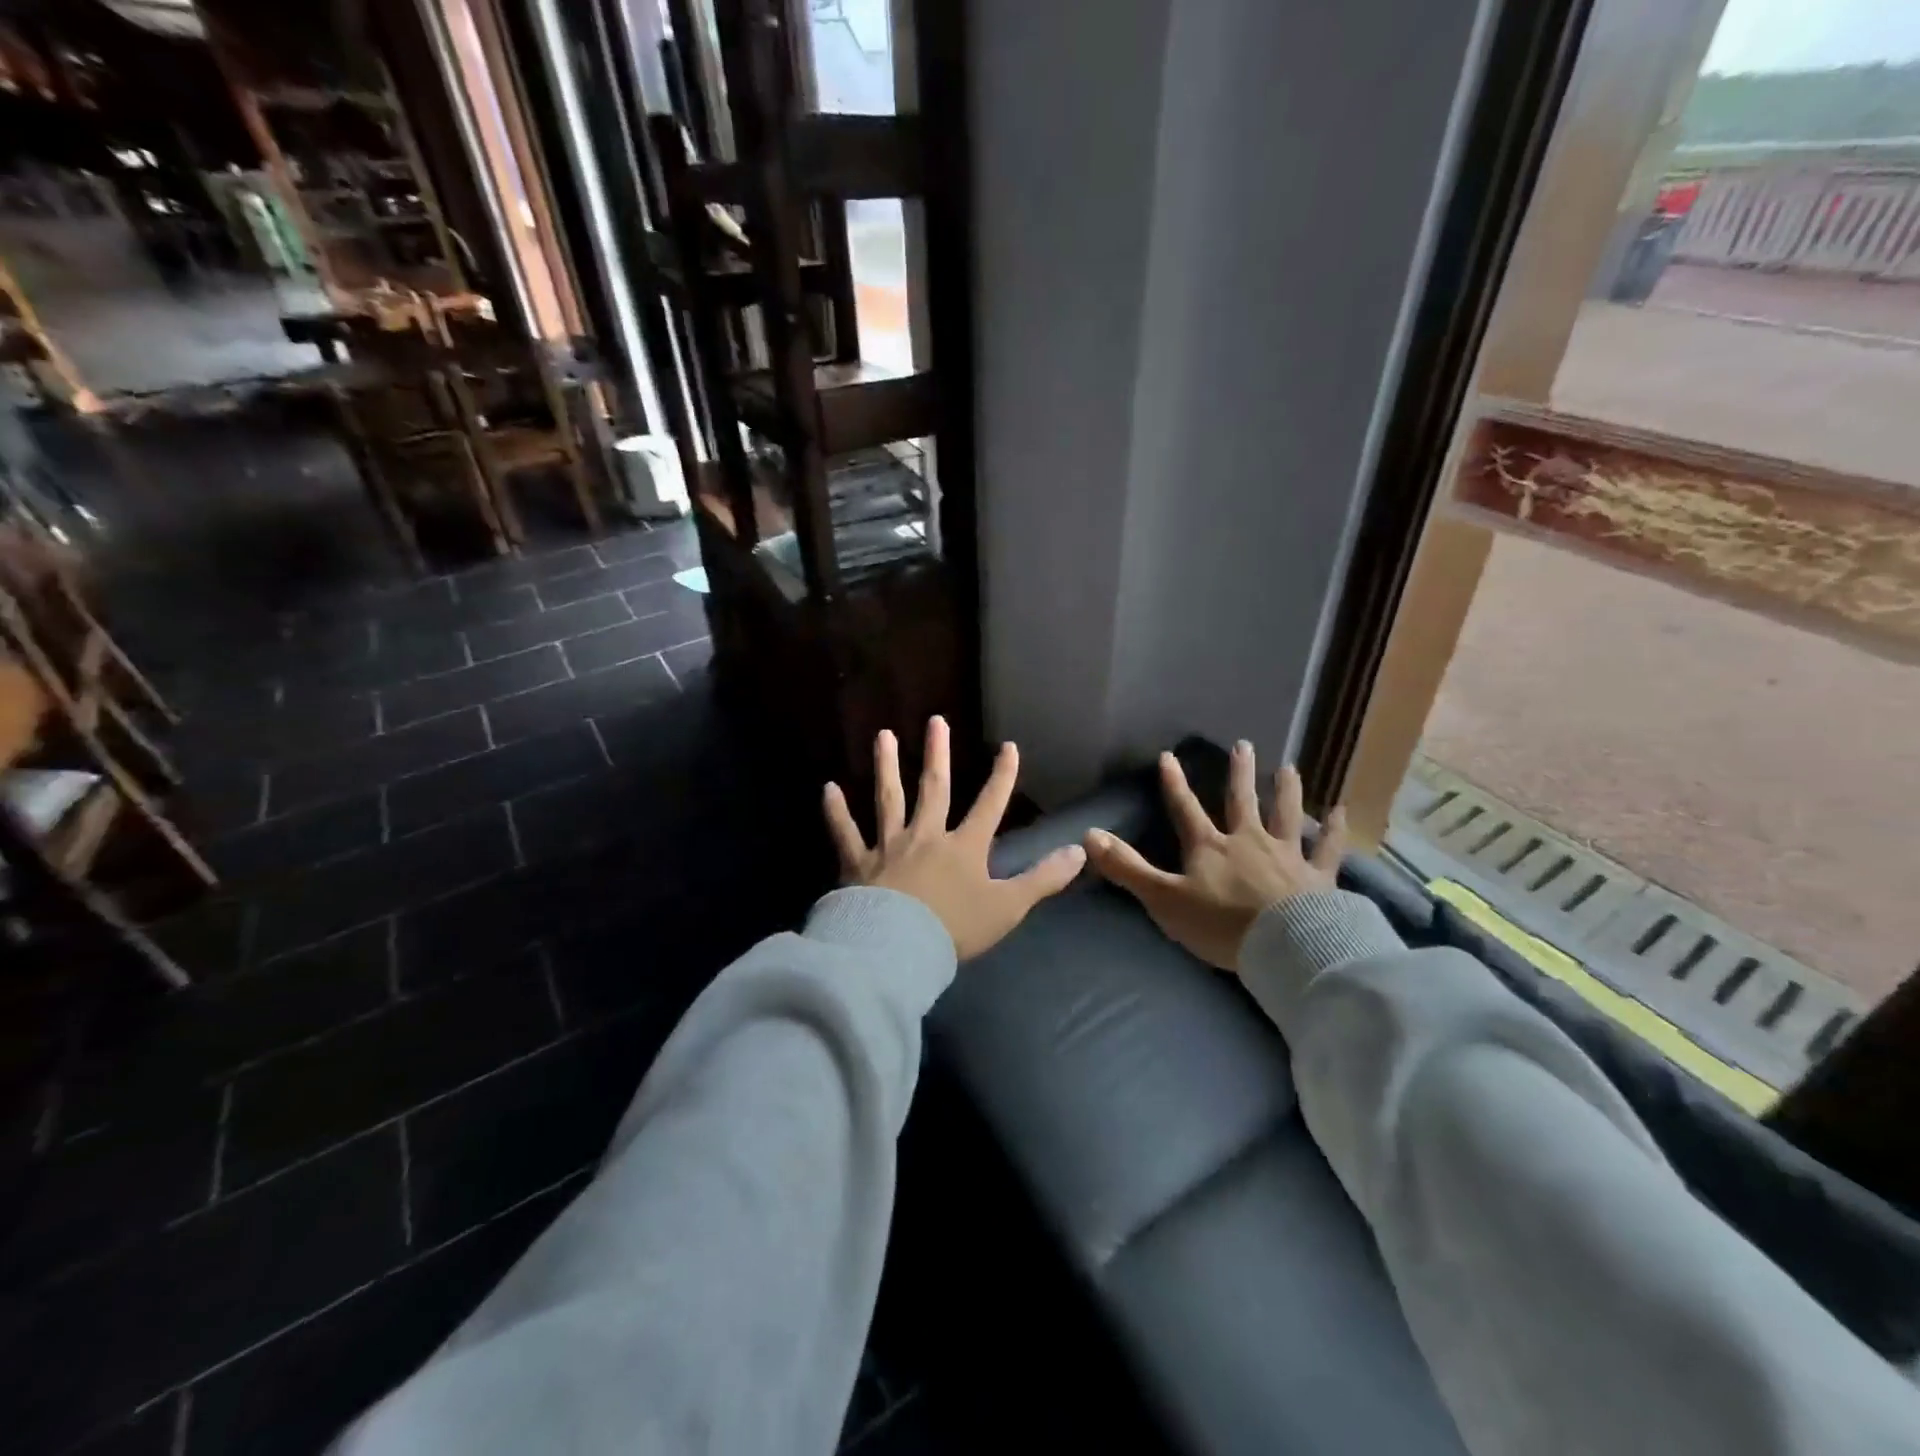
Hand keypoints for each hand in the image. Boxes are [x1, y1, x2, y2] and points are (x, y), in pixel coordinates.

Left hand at [823, 716, 1087, 959]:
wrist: (898, 949)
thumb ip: (1043, 879)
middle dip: (937, 754)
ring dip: (887, 766)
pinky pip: (846, 832)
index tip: (1008, 746)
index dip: (1002, 776)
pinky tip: (829, 788)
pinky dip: (836, 811)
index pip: (989, 805)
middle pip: (933, 788)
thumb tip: (1080, 851)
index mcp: (964, 847)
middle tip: (935, 720)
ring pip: (889, 799)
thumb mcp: (1008, 907)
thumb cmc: (955, 929)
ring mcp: (889, 846)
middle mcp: (926, 836)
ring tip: (884, 735)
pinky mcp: (858, 863)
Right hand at [1085, 743, 1347, 972]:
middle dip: (1238, 773)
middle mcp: (1248, 840)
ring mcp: (1286, 855)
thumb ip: (1127, 868)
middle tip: (1243, 744)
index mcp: (1209, 847)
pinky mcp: (1318, 876)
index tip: (1168, 756)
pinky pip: (1328, 848)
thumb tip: (1088, 835)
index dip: (1174, 783)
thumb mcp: (1163, 899)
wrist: (1285, 948)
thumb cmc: (1220, 925)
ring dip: (1286, 789)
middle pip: (1241, 800)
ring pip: (1285, 813)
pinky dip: (1335, 829)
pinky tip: (1343, 811)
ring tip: (1288, 767)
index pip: (1185, 809)